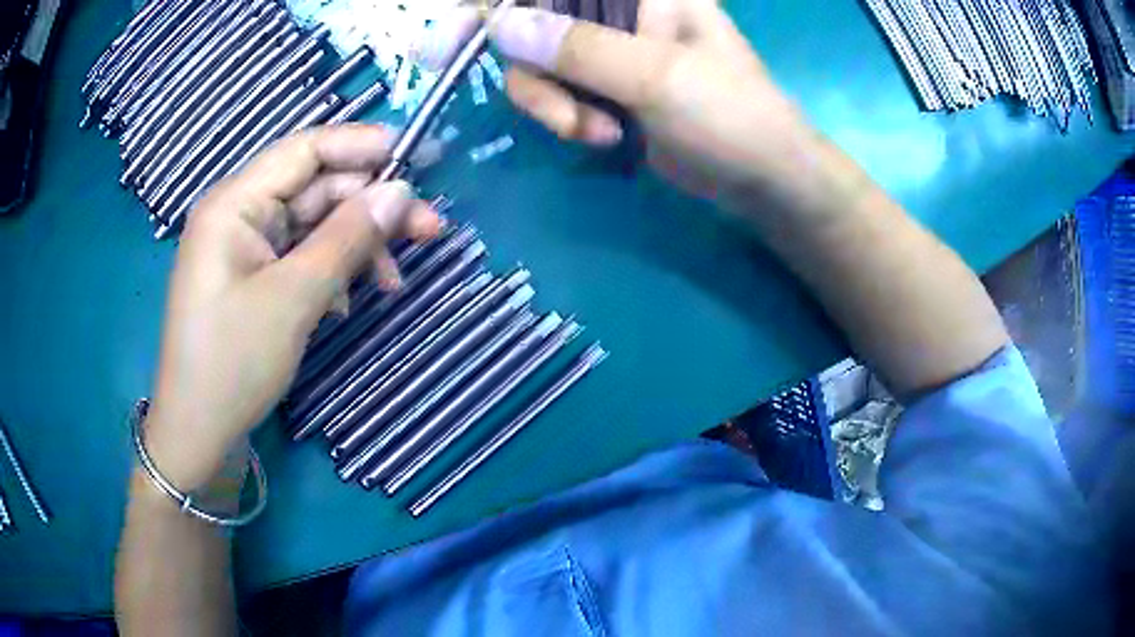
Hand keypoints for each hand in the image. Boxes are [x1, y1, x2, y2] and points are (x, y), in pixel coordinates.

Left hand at [146, 125, 440, 490]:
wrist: (199, 434)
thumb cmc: (232, 364)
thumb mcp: (293, 299)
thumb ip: (346, 238)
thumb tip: (400, 192)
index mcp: (234, 204)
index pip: (305, 150)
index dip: (361, 145)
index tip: (416, 157)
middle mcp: (239, 215)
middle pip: (315, 189)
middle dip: (370, 206)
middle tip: (429, 229)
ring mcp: (247, 248)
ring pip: (314, 225)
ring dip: (357, 246)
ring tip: (395, 281)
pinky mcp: (255, 278)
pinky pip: (302, 257)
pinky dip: (333, 271)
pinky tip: (348, 302)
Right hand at [483, 0, 817, 200]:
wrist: (760, 180)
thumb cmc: (730, 116)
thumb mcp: (659, 77)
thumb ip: (581, 49)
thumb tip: (500, 23)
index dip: (512, 7)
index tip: (470, 38)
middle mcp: (620, 12)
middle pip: (534, 24)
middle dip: (538, 75)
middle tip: (565, 118)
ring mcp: (610, 50)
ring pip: (538, 63)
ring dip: (553, 104)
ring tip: (597, 134)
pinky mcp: (605, 86)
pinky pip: (556, 91)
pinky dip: (566, 118)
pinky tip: (603, 138)